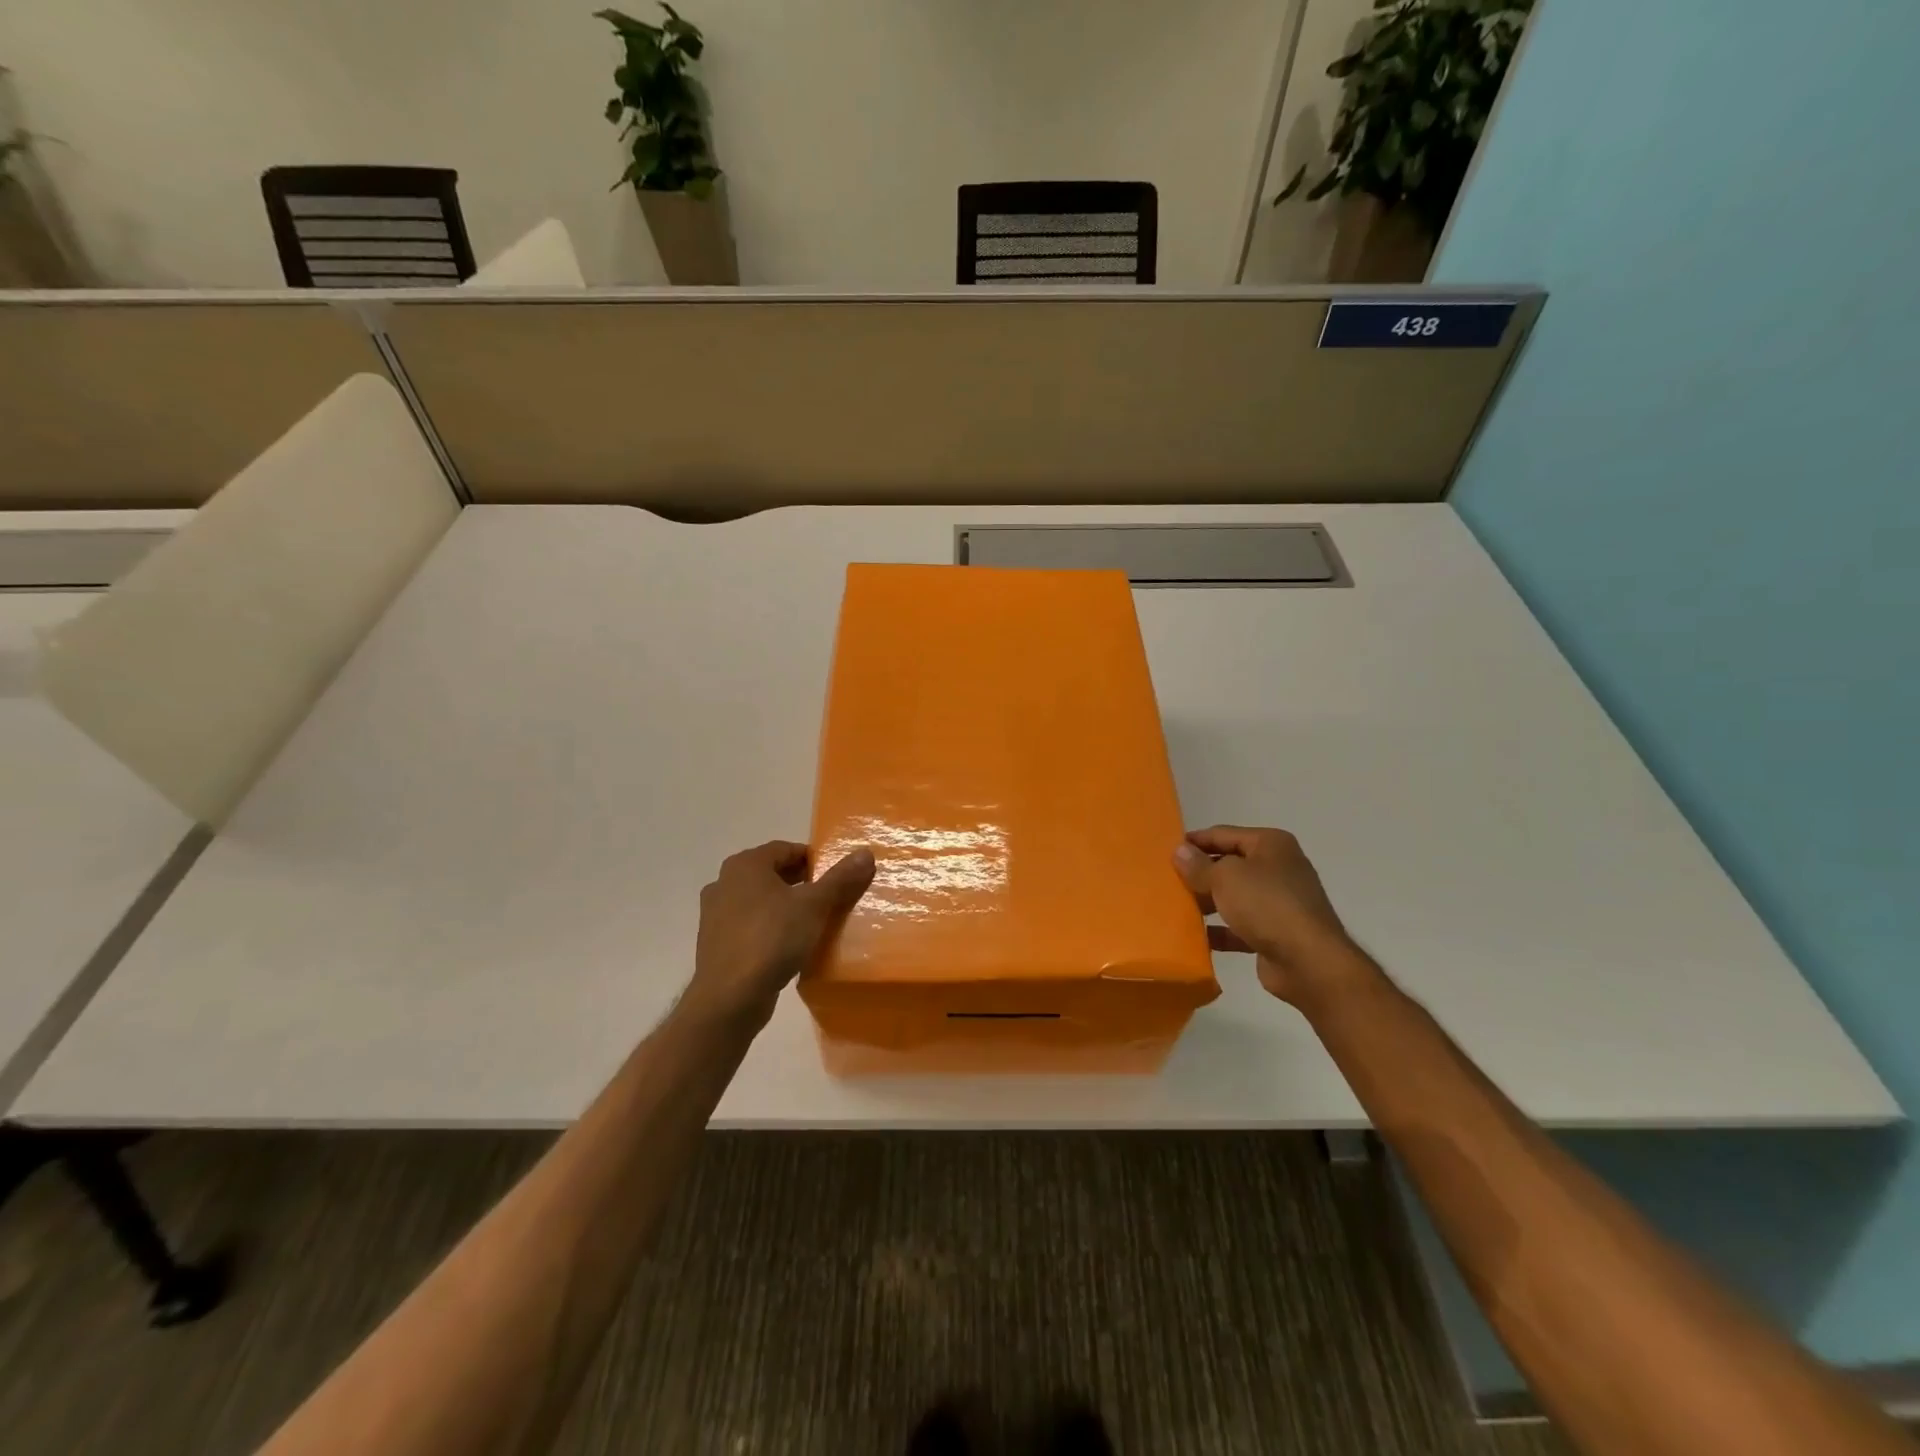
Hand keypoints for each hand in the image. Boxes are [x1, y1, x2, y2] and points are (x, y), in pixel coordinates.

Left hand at [685, 840, 875, 1028]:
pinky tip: (788, 946)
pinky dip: (769, 928)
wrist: (729, 997)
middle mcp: (724, 882)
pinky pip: (749, 925)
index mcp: (745, 865)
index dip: (813, 859)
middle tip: (829, 898)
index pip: (785, 849)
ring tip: (812, 922)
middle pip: (772, 873)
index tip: (836, 876)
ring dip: (784, 906)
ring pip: (760, 900)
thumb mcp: (814, 906)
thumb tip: (865, 853)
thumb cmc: (772, 939)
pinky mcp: (715, 943)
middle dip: (801, 883)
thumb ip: (840, 878)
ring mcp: (715, 914)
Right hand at [1173, 825, 1370, 1005]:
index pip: (1223, 834)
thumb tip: (1179, 851)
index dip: (1195, 841)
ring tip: (1176, 907)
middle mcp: (1278, 868)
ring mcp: (1279, 902)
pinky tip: (1196, 937)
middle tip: (1167, 881)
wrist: (1309, 962)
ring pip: (1234, 896)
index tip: (1165, 851)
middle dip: (1200, 873)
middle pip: (1229, 865)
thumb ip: (1198, 865)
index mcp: (1270, 844)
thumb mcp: (1225, 877)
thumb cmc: (1267, 905)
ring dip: (1208, 902)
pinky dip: (1220, 930)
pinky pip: (1240, 927)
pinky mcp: (1276, 933)